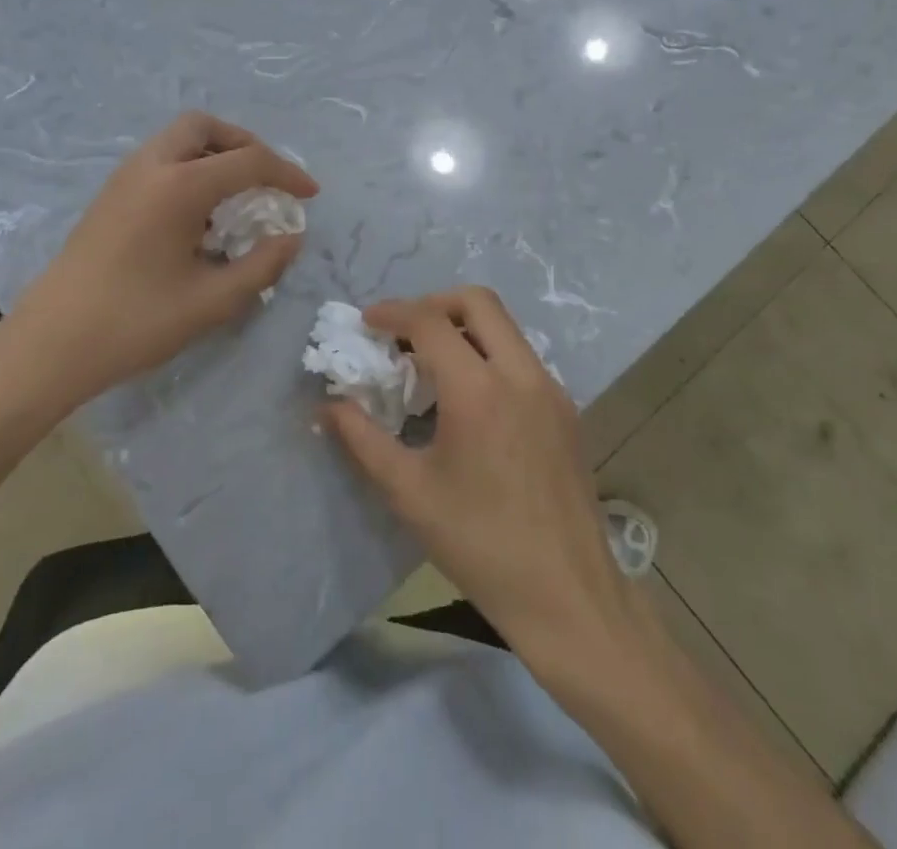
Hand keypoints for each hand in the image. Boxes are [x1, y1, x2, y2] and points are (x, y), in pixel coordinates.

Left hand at [0, 112, 317, 414]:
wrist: (50, 345)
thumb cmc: (135, 322)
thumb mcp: (212, 301)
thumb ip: (262, 265)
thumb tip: (291, 238)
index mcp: (179, 186)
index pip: (248, 161)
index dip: (287, 174)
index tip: (310, 195)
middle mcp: (150, 167)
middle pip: (205, 127)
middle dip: (244, 144)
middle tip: (266, 179)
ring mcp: (124, 178)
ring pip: (178, 140)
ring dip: (214, 155)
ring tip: (236, 197)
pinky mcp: (109, 196)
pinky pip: (160, 161)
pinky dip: (189, 169)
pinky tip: (198, 216)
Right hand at [324, 287, 628, 656]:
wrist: (568, 595)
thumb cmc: (480, 546)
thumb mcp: (410, 493)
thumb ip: (363, 440)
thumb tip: (328, 406)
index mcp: (479, 391)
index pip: (430, 321)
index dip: (393, 312)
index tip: (367, 322)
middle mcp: (521, 374)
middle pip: (477, 301)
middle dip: (433, 303)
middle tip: (403, 332)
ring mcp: (550, 388)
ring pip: (505, 326)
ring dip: (464, 327)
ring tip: (432, 364)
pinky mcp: (566, 408)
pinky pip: (522, 357)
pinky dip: (489, 353)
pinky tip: (470, 399)